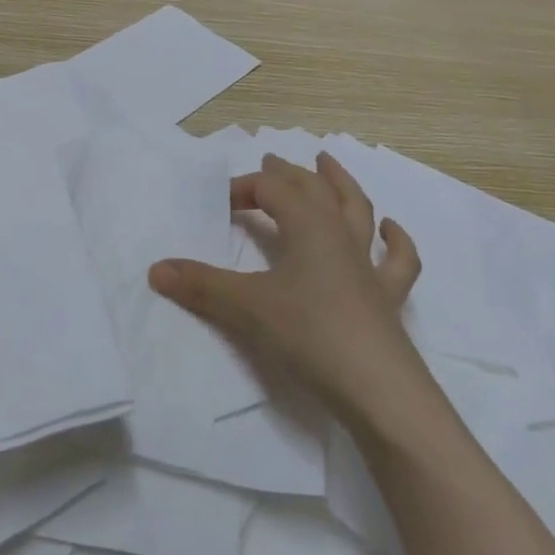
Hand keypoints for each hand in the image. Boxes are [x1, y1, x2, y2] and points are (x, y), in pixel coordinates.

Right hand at [148, 153, 423, 425]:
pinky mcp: (388, 299)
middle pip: (313, 190)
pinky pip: (398, 261)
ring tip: (327, 164)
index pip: (271, 190)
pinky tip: (391, 229)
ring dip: (340, 184)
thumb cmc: (310, 335)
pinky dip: (396, 240)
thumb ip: (202, 286)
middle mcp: (340, 235)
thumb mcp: (247, 308)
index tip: (219, 204)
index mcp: (308, 226)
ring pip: (357, 210)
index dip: (243, 189)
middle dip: (288, 174)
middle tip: (270, 162)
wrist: (379, 391)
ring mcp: (369, 265)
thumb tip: (156, 269)